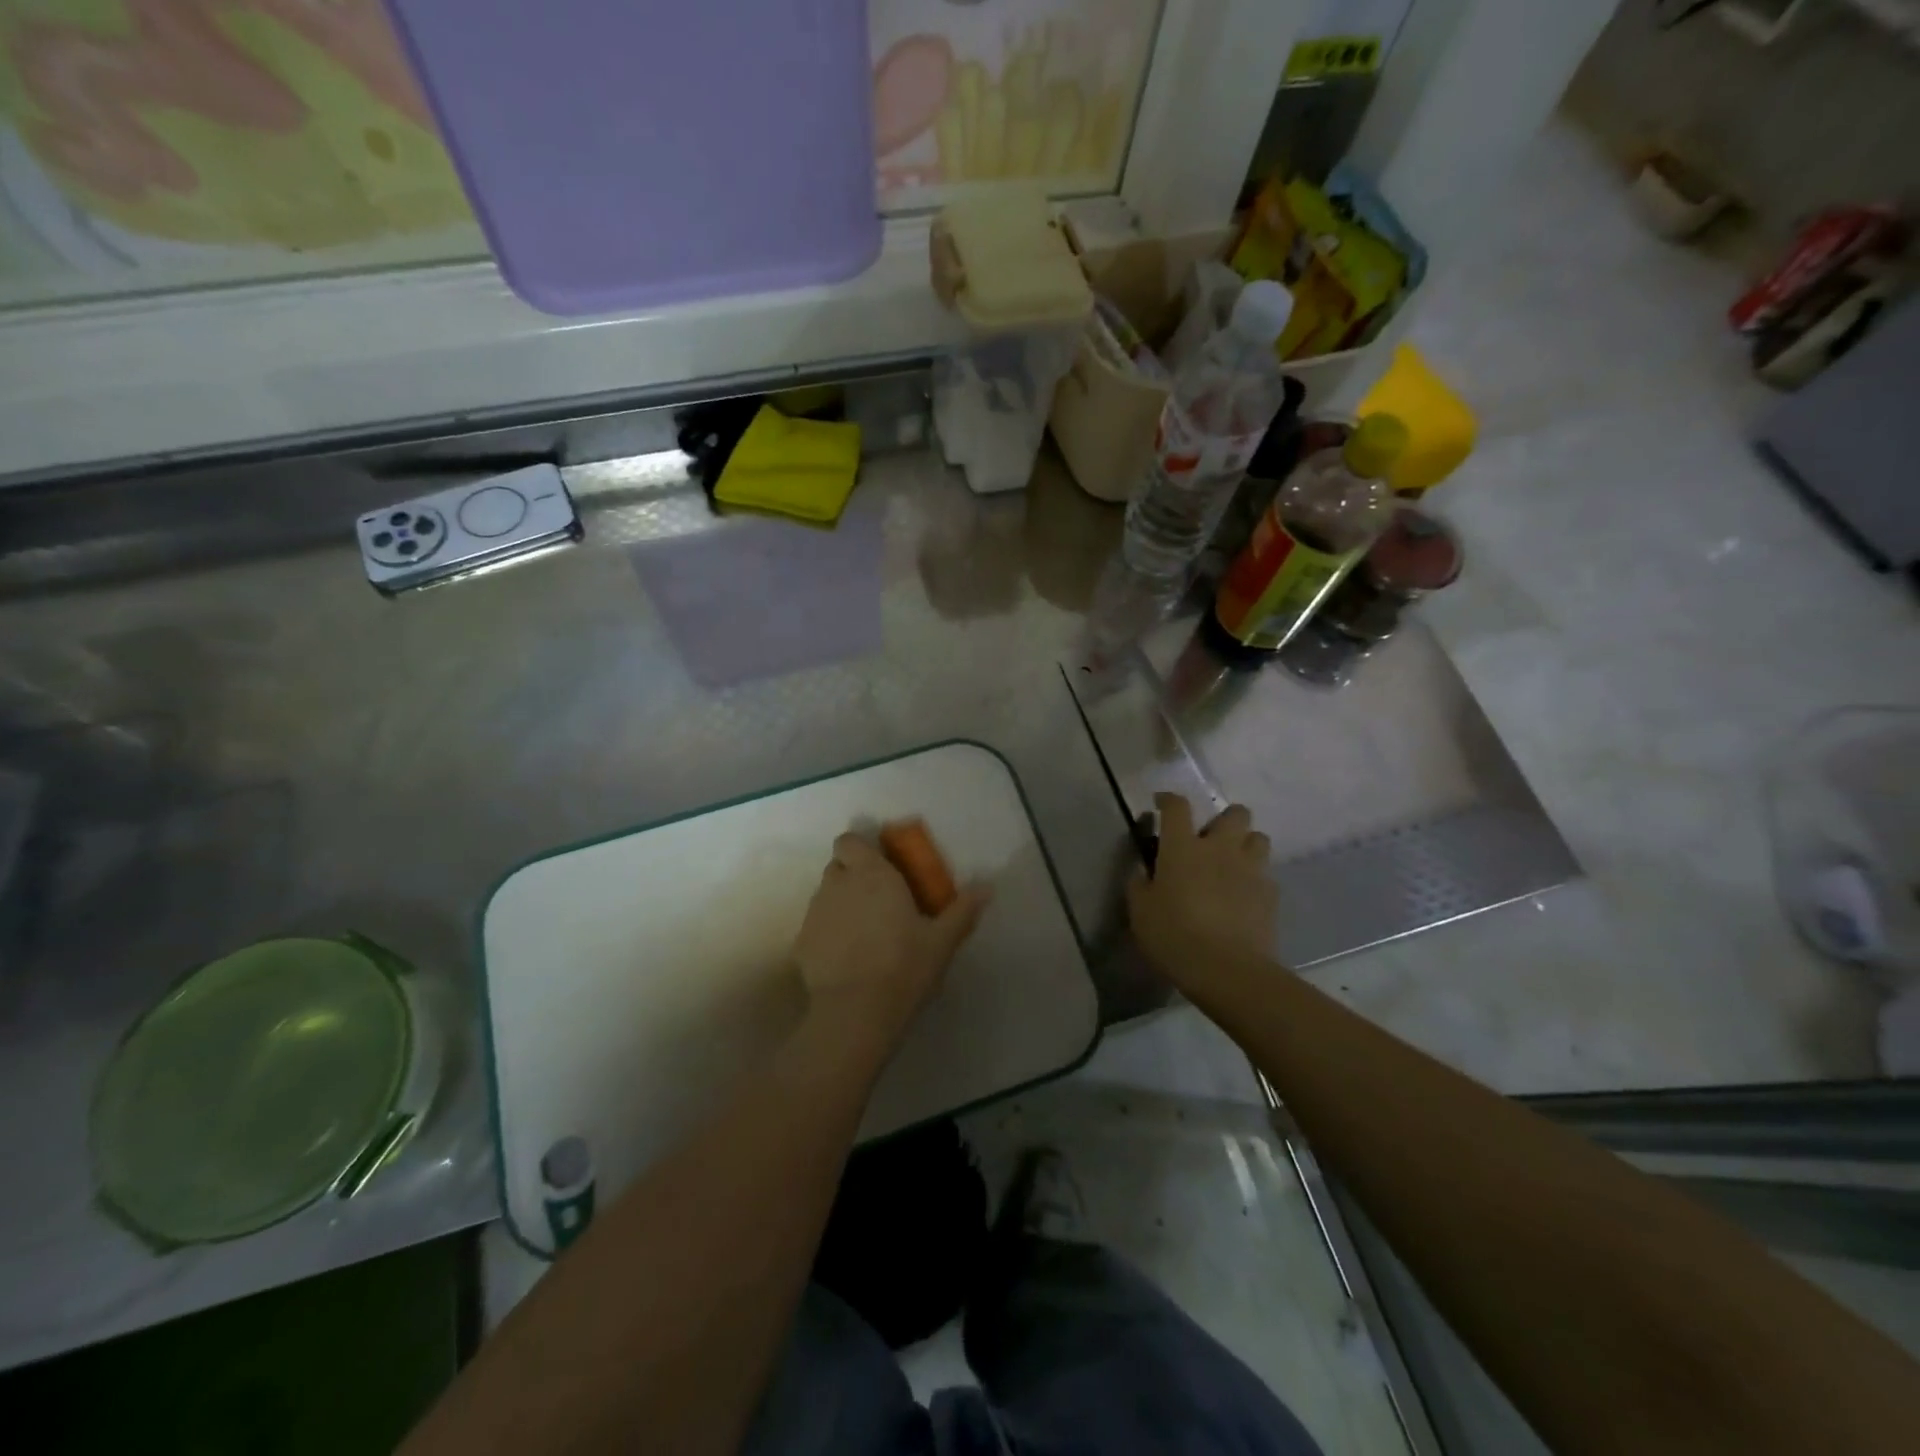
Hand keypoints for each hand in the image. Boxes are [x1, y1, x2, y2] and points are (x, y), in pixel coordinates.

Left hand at [792, 832, 989, 1038]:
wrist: (856, 1013)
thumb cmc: (904, 966)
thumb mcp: (942, 940)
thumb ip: (963, 910)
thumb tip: (988, 887)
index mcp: (872, 874)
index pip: (850, 840)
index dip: (860, 848)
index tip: (879, 865)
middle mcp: (838, 884)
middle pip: (837, 865)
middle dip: (852, 874)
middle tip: (876, 898)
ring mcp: (815, 913)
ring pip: (825, 895)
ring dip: (840, 903)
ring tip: (863, 932)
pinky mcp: (801, 942)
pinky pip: (815, 926)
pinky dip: (827, 933)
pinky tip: (846, 958)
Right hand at [1127, 795, 1277, 981]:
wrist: (1228, 970)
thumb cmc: (1174, 936)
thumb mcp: (1140, 912)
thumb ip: (1139, 884)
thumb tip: (1142, 870)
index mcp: (1183, 847)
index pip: (1177, 807)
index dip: (1168, 800)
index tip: (1162, 804)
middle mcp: (1220, 849)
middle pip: (1234, 813)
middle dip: (1223, 819)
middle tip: (1209, 839)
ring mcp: (1251, 869)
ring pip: (1258, 838)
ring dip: (1245, 844)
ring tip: (1232, 863)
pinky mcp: (1271, 894)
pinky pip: (1266, 873)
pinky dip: (1255, 877)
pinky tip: (1243, 896)